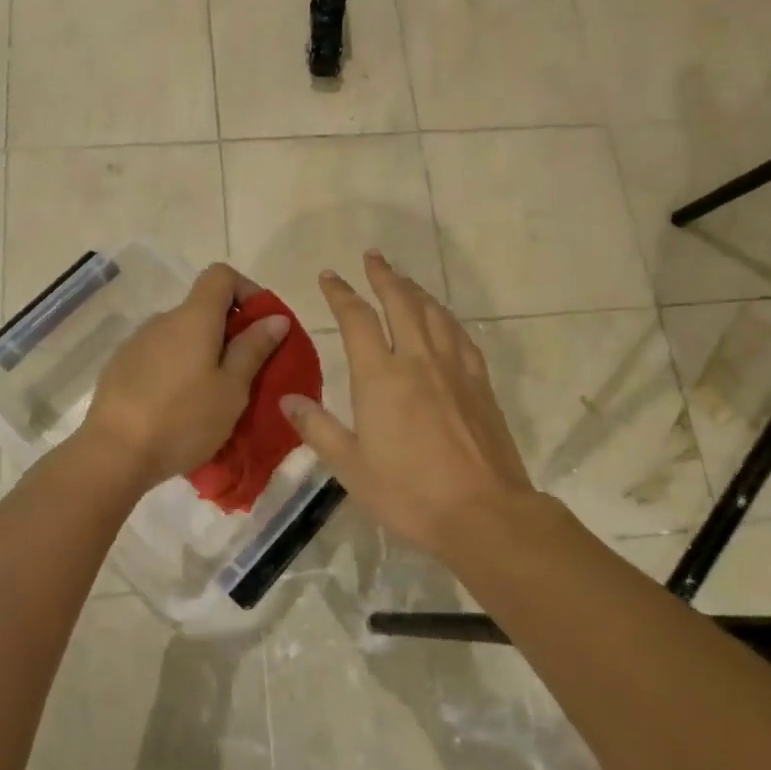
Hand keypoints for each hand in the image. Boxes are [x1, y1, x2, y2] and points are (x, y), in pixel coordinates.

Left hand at [79, 262, 287, 492]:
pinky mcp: (120, 367)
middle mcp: (162, 320)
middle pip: (202, 308)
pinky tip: (179, 407)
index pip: (221, 275)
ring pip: (181, 336)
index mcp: (193, 318)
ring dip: (202, 353)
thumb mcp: (231, 389)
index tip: (262, 325)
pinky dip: (177, 369)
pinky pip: (160, 356)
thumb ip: (253, 349)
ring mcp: (137, 343)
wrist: (112, 454)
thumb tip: (275, 318)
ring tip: (213, 397)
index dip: (247, 290)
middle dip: (230, 331)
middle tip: (245, 373)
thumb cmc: (182, 420)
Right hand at [281, 251, 539, 557]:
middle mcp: (418, 360)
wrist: (484, 513)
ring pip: (433, 313)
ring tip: (403, 280)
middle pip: (400, 302)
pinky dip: (446, 318)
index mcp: (381, 377)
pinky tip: (443, 320)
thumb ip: (318, 429)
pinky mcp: (480, 383)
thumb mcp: (351, 467)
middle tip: (373, 256)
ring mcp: (455, 368)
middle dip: (383, 276)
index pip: (356, 319)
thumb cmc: (409, 494)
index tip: (330, 276)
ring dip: (415, 290)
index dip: (341, 293)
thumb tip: (287, 399)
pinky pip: (461, 336)